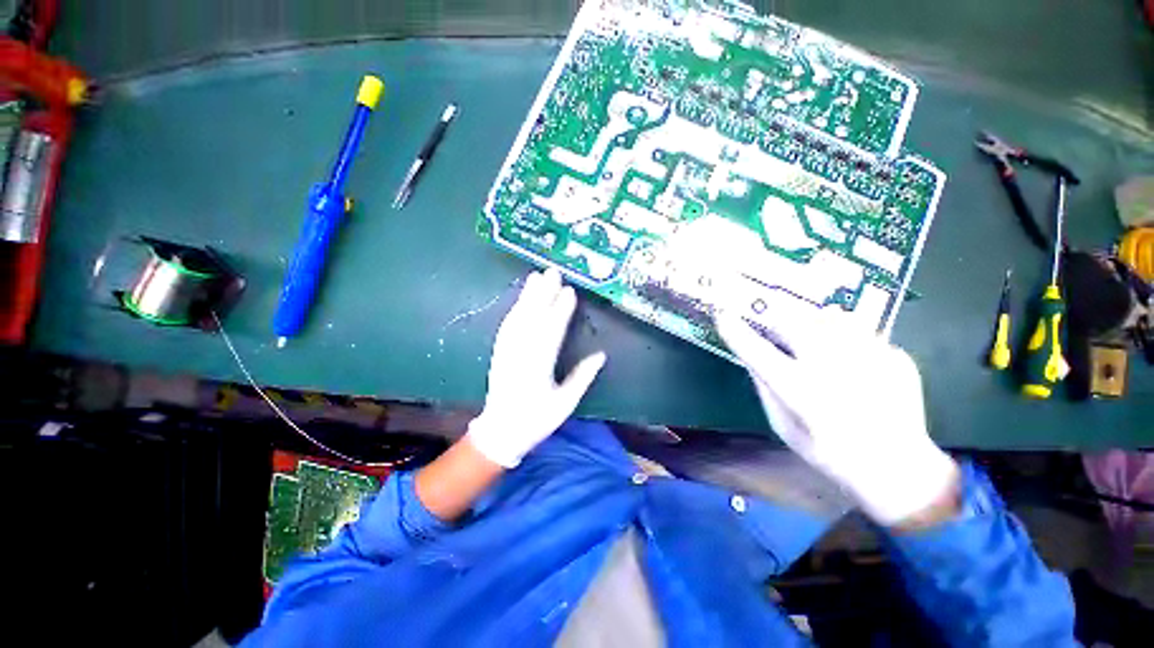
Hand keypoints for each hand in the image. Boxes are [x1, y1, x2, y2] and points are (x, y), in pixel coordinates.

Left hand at [466, 268, 606, 467]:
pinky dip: (515, 309)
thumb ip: (582, 377)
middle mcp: (520, 355)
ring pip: (518, 318)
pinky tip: (521, 299)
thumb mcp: (565, 403)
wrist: (501, 430)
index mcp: (538, 368)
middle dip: (543, 294)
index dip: (561, 311)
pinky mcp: (499, 351)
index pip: (551, 333)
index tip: (570, 291)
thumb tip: (601, 355)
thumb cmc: (537, 420)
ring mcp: (507, 351)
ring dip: (527, 296)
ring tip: (536, 277)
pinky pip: (507, 325)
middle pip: (532, 319)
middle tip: (552, 272)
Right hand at [716, 293, 957, 525]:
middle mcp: (831, 366)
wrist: (897, 467)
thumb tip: (752, 358)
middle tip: (773, 322)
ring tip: (812, 336)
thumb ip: (764, 388)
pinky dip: (846, 336)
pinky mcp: (893, 356)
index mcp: (799, 389)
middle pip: (793, 320)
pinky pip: (860, 332)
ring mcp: (868, 358)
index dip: (734, 330)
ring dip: (811, 321)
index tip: (722, 316)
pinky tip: (850, 359)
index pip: (755, 349)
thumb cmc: (829, 452)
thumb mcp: (783, 425)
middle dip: (775, 315)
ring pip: (829, 316)